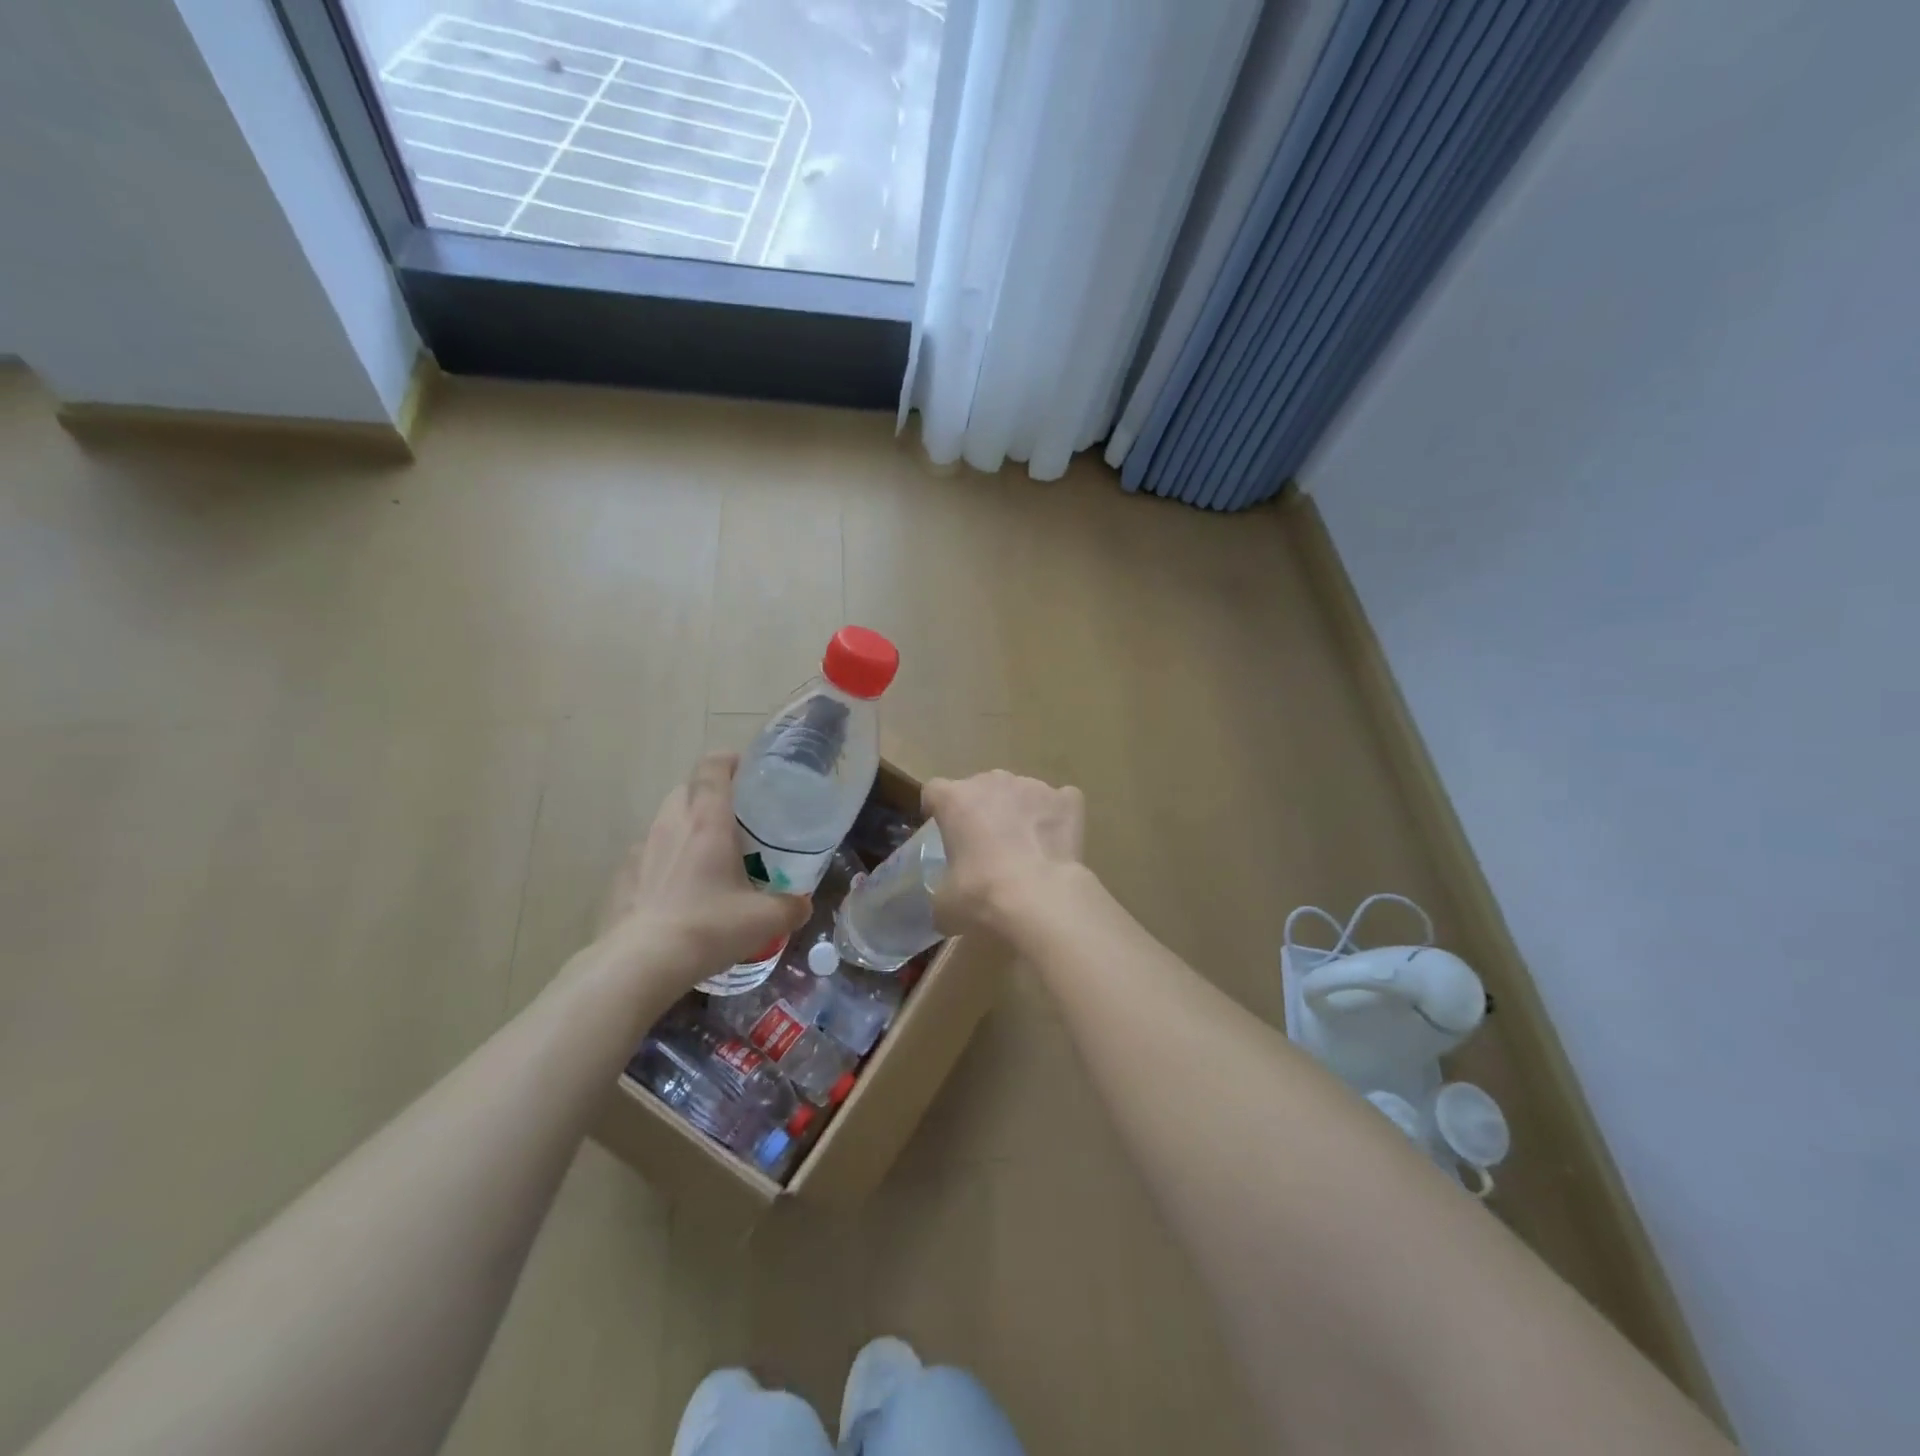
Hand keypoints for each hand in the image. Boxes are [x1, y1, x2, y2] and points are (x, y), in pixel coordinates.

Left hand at [594, 752, 810, 988]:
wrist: (640, 964)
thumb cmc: (709, 927)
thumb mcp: (765, 920)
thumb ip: (791, 907)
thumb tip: (803, 905)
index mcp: (708, 821)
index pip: (713, 768)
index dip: (729, 760)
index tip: (746, 768)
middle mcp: (671, 824)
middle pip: (687, 789)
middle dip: (709, 794)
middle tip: (734, 818)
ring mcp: (641, 849)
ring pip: (665, 820)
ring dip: (685, 827)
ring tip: (706, 856)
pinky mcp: (622, 877)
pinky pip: (648, 854)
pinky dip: (664, 860)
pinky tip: (676, 889)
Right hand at [922, 770, 1085, 935]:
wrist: (1040, 899)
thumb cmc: (981, 895)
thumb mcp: (944, 904)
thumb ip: (942, 891)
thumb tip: (947, 903)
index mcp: (955, 799)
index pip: (935, 791)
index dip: (937, 810)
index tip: (943, 832)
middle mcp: (993, 781)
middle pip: (981, 787)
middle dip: (982, 810)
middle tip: (985, 846)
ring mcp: (1033, 787)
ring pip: (1020, 792)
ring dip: (1018, 812)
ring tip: (1026, 847)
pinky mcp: (1067, 800)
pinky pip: (1059, 801)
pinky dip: (1057, 816)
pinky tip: (1056, 842)